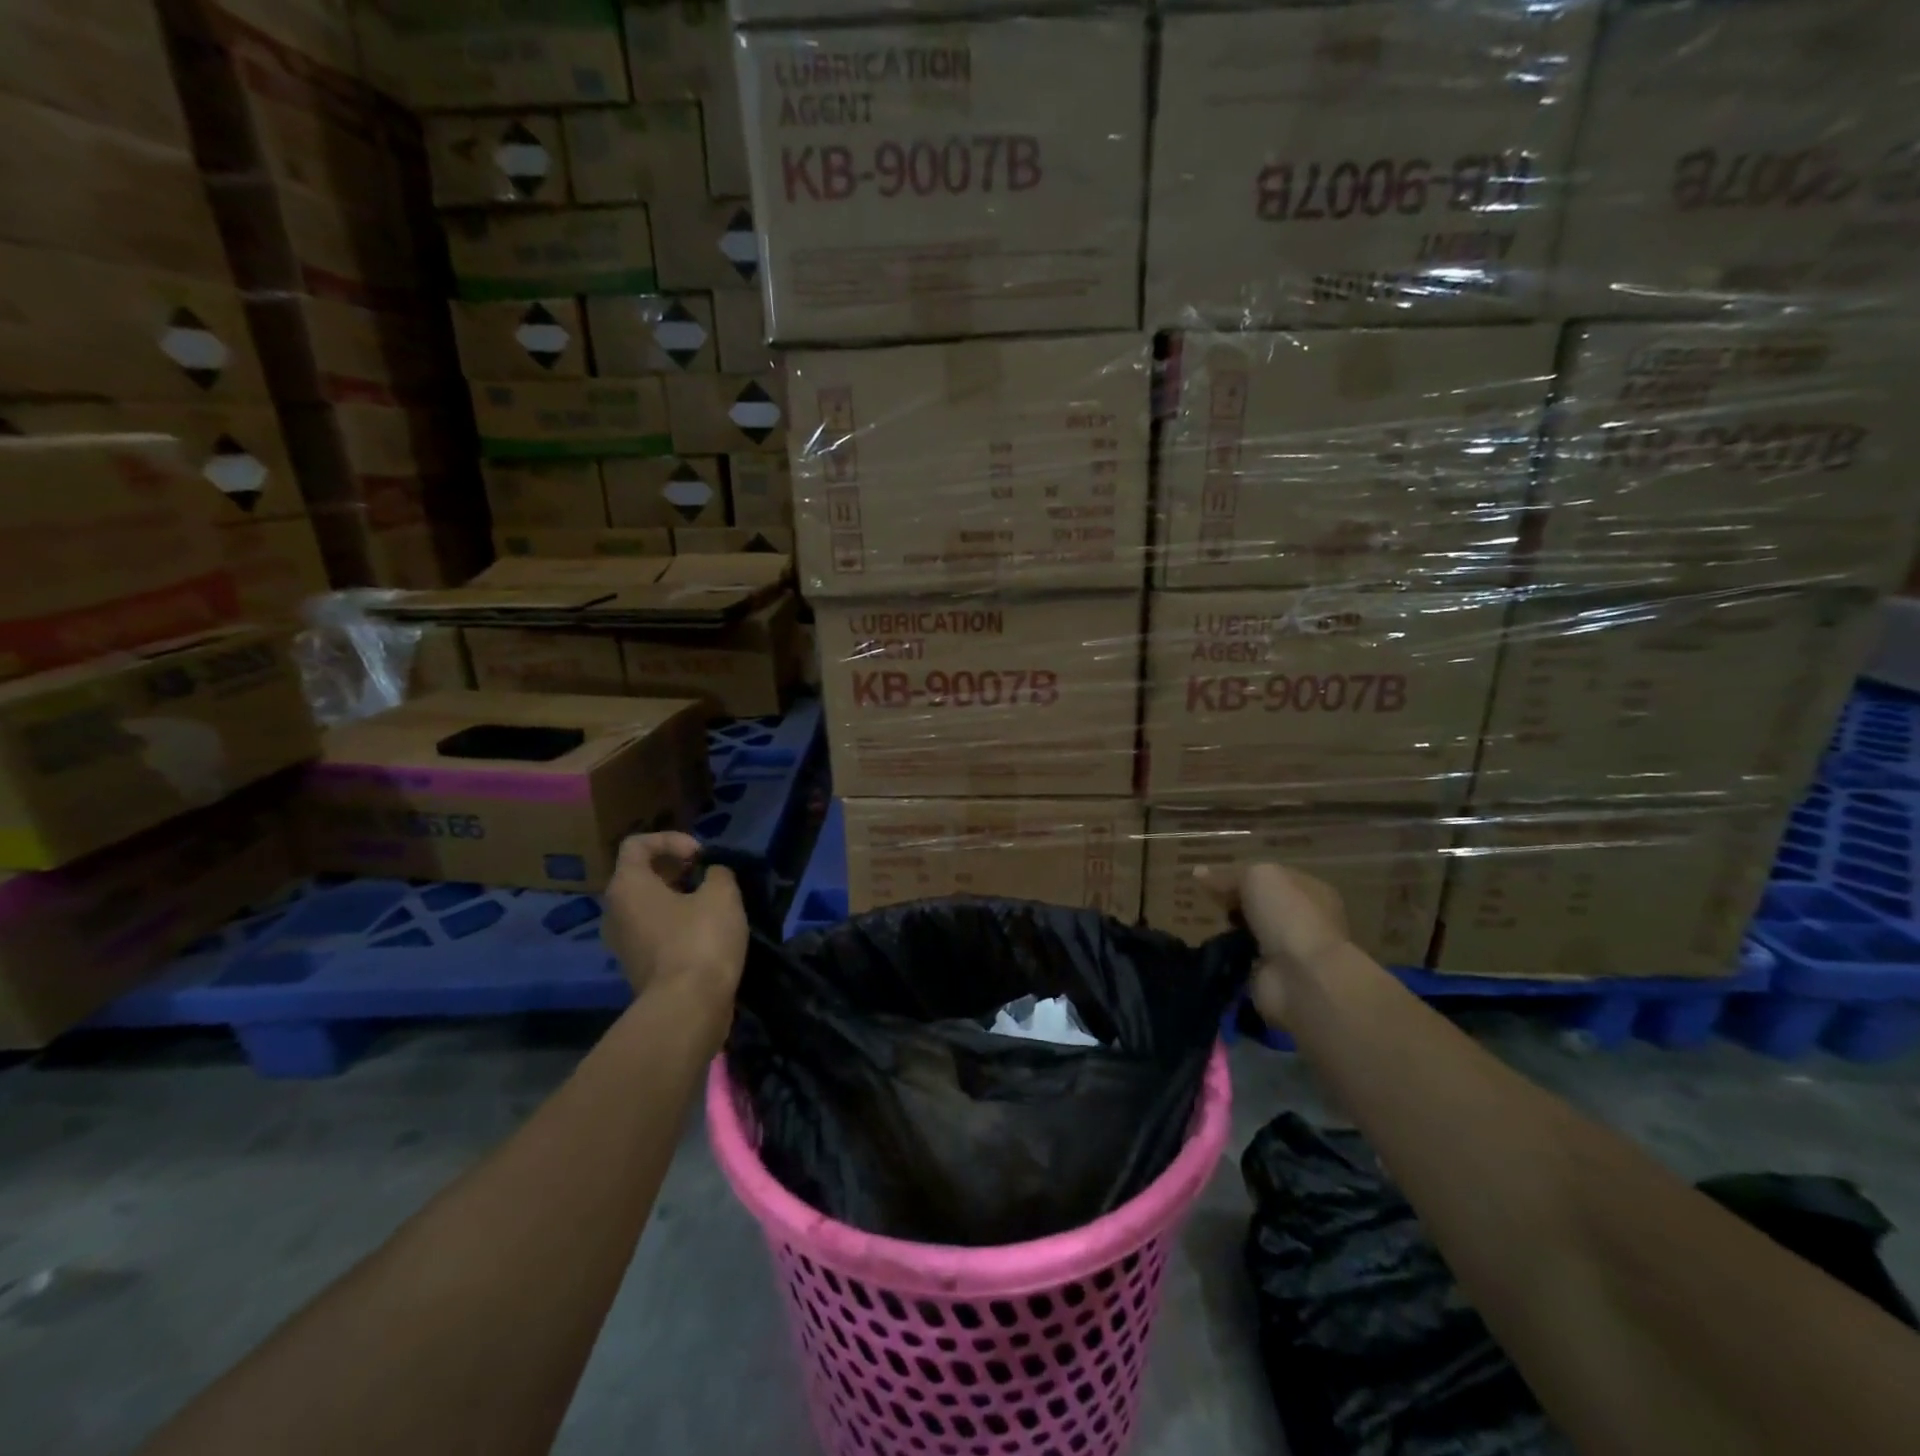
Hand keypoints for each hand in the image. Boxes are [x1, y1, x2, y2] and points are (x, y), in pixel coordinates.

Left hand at [602, 833, 747, 1010]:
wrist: (687, 1008)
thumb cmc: (700, 940)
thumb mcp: (722, 894)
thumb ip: (718, 873)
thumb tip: (712, 875)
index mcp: (627, 886)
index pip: (637, 844)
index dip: (671, 840)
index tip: (701, 856)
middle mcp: (615, 911)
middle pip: (642, 875)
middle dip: (678, 870)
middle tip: (710, 878)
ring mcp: (623, 942)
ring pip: (650, 906)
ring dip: (681, 899)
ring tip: (714, 904)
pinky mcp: (639, 966)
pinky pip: (656, 932)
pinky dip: (679, 925)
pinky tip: (709, 933)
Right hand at [1196, 862, 1349, 1025]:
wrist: (1303, 977)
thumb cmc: (1288, 915)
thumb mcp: (1256, 877)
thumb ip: (1230, 875)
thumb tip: (1199, 873)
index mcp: (1311, 891)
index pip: (1272, 879)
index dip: (1242, 877)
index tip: (1211, 880)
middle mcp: (1305, 920)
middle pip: (1260, 907)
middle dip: (1234, 905)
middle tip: (1207, 902)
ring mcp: (1289, 952)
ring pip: (1251, 934)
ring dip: (1228, 932)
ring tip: (1200, 925)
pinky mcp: (1272, 978)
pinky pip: (1242, 961)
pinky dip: (1225, 958)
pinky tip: (1207, 950)